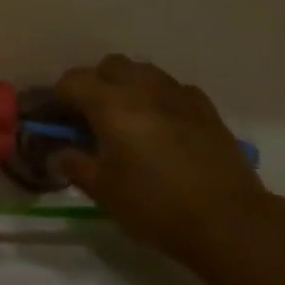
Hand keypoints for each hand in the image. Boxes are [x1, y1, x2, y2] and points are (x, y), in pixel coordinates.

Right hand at [55, 55, 266, 268]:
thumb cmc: (156, 206)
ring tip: (128, 119)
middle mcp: (142, 87)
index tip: (57, 120)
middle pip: (109, 65)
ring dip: (127, 85)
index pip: (72, 81)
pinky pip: (172, 88)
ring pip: (142, 71)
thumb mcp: (104, 192)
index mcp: (111, 104)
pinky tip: (162, 126)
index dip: (59, 98)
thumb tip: (62, 152)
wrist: (227, 219)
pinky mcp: (204, 105)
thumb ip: (76, 165)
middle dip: (95, 84)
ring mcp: (177, 92)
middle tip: (92, 118)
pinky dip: (159, 98)